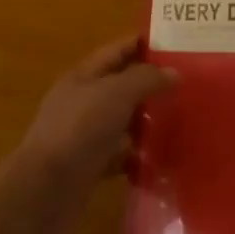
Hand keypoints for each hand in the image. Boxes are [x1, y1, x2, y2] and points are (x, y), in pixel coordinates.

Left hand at [7, 36, 174, 233]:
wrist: (46, 189)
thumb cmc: (80, 129)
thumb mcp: (116, 93)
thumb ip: (146, 79)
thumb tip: (174, 72)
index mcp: (83, 76)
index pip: (116, 51)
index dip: (143, 44)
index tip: (176, 44)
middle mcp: (82, 102)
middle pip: (120, 87)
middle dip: (150, 85)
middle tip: (188, 85)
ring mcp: (84, 136)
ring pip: (121, 122)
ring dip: (146, 121)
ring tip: (182, 121)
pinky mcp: (89, 166)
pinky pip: (119, 155)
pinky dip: (138, 156)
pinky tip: (162, 159)